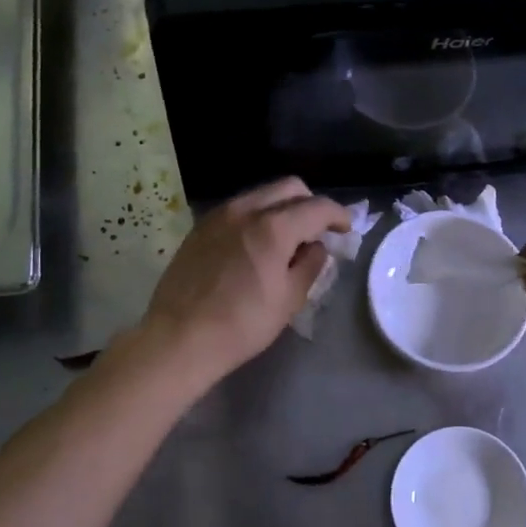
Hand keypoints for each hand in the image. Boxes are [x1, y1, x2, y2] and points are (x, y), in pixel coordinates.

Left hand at [138, 178, 349, 387]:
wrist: (179, 338)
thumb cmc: (241, 324)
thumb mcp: (288, 299)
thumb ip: (310, 265)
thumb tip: (317, 246)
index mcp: (273, 227)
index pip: (317, 207)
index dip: (338, 215)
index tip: (346, 229)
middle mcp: (245, 210)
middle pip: (289, 188)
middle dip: (310, 203)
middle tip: (318, 230)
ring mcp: (219, 215)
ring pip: (261, 194)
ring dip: (282, 208)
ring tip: (287, 238)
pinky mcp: (201, 227)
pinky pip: (238, 209)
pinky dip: (257, 216)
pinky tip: (257, 244)